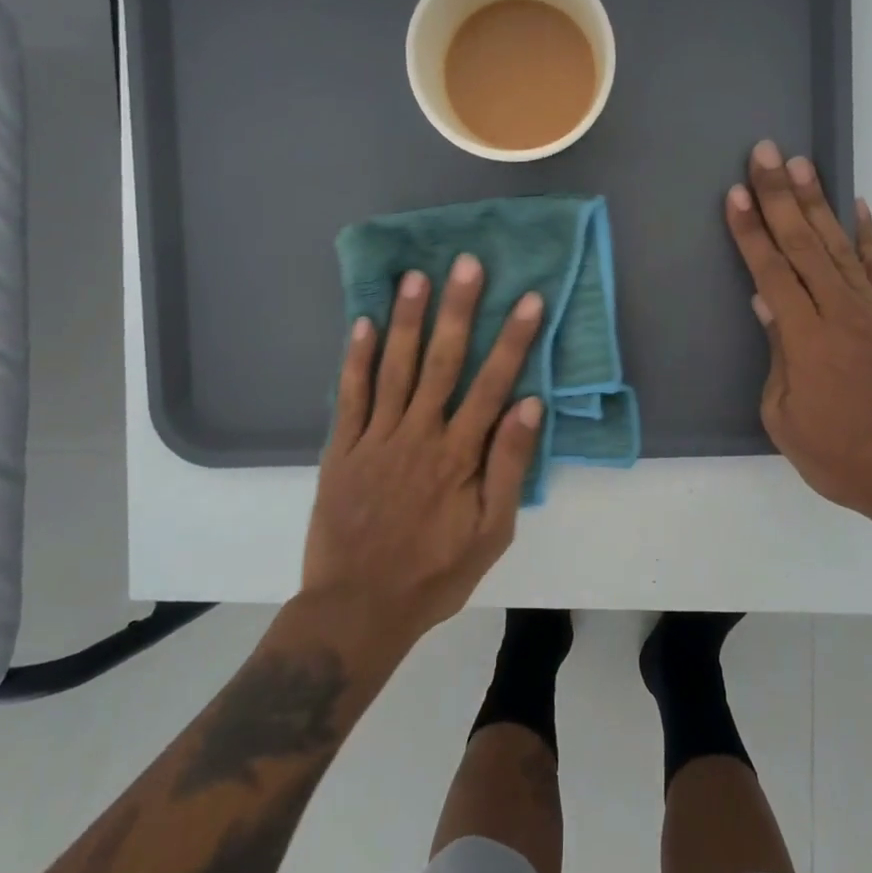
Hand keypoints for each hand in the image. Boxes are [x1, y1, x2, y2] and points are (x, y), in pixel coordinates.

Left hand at [303, 257, 544, 643]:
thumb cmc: (435, 573)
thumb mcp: (491, 533)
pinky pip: (349, 395)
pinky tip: (362, 322)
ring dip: (406, 320)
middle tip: (467, 264)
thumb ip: (509, 466)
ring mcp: (375, 439)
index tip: (529, 299)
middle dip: (458, 310)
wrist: (357, 609)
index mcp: (459, 455)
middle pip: (442, 362)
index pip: (493, 384)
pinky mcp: (342, 449)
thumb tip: (529, 405)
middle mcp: (418, 435)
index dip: (514, 340)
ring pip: (394, 368)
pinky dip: (355, 358)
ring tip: (416, 276)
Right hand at [724, 140, 871, 519]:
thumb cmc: (838, 455)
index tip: (737, 193)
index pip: (772, 272)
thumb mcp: (784, 417)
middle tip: (765, 153)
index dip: (752, 231)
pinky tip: (858, 206)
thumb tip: (767, 303)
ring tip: (802, 164)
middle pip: (806, 245)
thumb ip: (778, 354)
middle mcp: (843, 314)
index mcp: (807, 340)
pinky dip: (868, 235)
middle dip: (781, 197)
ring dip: (819, 203)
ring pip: (842, 246)